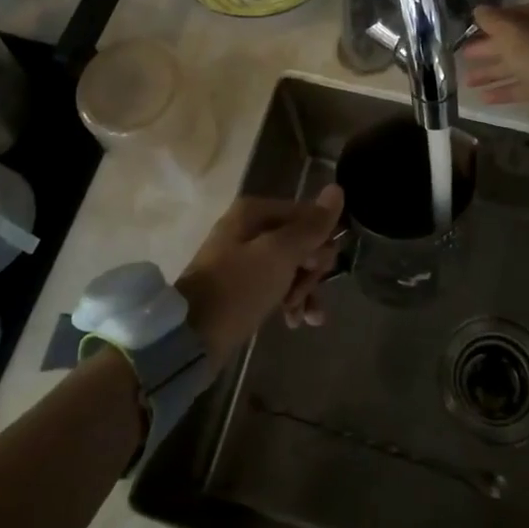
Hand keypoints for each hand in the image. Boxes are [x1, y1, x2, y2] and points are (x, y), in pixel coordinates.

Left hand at [176, 186, 344, 367]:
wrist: (190, 338)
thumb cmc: (238, 288)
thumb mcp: (280, 255)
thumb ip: (311, 226)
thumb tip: (338, 189)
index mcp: (255, 211)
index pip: (307, 215)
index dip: (320, 242)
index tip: (319, 269)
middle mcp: (249, 228)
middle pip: (300, 241)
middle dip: (310, 272)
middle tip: (302, 295)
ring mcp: (243, 257)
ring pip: (291, 266)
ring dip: (303, 290)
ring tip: (303, 317)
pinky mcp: (241, 286)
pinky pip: (276, 285)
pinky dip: (288, 301)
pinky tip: (296, 322)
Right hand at [464, 0, 528, 117]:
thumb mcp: (512, 31)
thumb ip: (492, 19)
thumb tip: (478, 10)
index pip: (516, 13)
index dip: (492, 23)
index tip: (471, 32)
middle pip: (517, 40)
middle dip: (489, 50)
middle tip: (464, 58)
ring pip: (521, 65)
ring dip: (493, 72)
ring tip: (467, 82)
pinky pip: (528, 86)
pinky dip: (507, 91)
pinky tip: (484, 99)